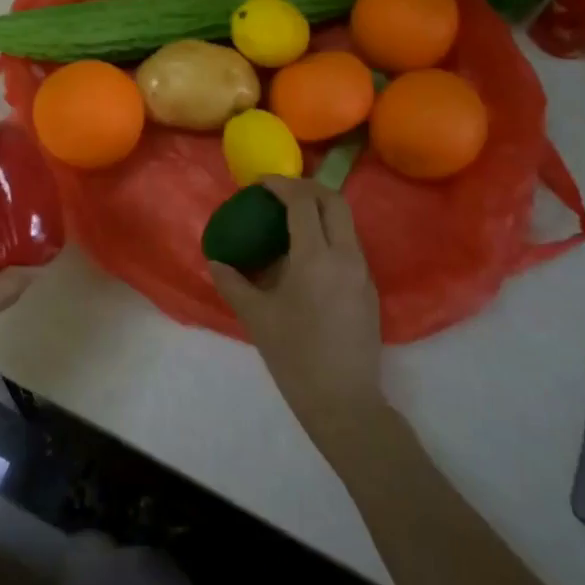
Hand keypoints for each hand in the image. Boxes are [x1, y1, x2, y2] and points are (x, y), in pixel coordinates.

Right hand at [207, 177, 385, 443]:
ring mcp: (362, 272)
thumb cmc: (294, 356)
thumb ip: (232, 283)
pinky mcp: (368, 288)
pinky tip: (305, 254)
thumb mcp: (256, 316)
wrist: (343, 401)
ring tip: (290, 219)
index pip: (303, 202)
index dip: (281, 185)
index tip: (260, 184)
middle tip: (279, 192)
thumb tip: (215, 261)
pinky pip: (349, 244)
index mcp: (316, 258)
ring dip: (320, 209)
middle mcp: (346, 256)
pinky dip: (328, 233)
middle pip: (334, 201)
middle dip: (307, 187)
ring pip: (346, 222)